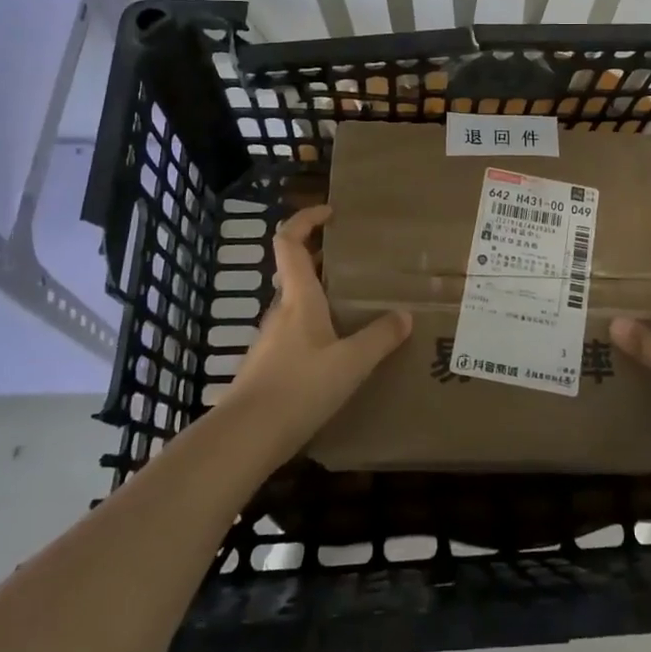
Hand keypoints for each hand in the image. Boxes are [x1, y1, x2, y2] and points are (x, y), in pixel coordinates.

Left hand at [223, 205, 411, 458]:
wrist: (245, 439)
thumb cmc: (299, 388)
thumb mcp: (351, 363)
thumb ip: (379, 338)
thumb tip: (405, 315)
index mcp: (298, 298)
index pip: (289, 241)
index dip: (306, 219)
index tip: (331, 213)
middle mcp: (281, 311)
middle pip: (295, 271)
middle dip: (322, 258)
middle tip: (356, 261)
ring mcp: (271, 340)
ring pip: (296, 303)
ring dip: (321, 294)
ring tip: (355, 305)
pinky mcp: (269, 366)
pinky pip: (295, 332)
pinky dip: (316, 326)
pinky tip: (338, 350)